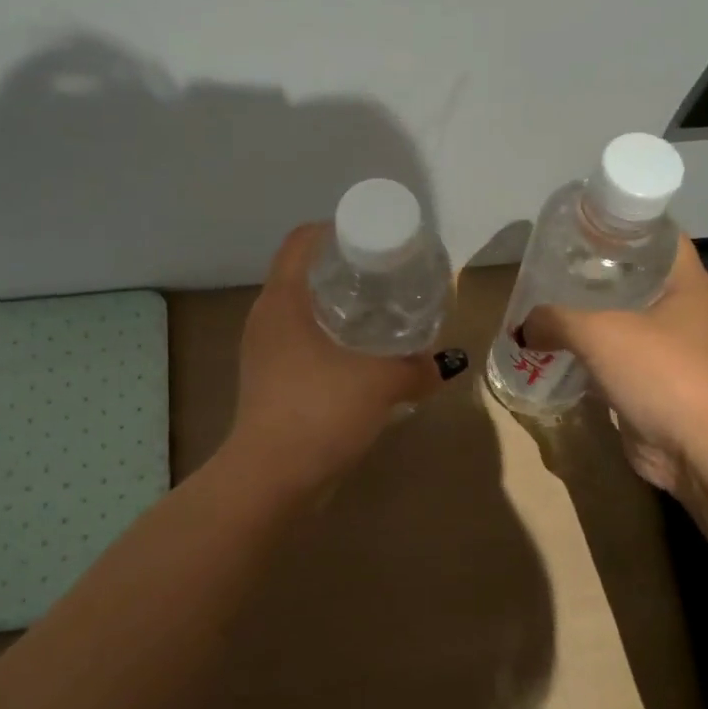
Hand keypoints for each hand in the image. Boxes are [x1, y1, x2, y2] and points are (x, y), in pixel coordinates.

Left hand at [225, 223, 441, 491]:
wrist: (271, 478)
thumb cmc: (319, 412)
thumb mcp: (379, 383)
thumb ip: (416, 369)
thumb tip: (444, 366)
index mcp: (282, 301)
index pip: (300, 242)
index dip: (333, 230)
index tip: (370, 237)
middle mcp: (266, 319)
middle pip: (302, 275)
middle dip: (342, 271)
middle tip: (384, 276)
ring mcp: (263, 353)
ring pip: (301, 314)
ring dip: (335, 310)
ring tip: (378, 315)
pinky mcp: (268, 383)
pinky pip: (300, 346)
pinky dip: (328, 343)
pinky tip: (360, 360)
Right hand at [522, 236, 707, 490]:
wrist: (699, 448)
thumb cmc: (660, 372)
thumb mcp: (598, 332)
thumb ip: (554, 320)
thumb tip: (523, 328)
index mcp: (686, 283)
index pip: (657, 236)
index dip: (621, 225)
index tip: (581, 225)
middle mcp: (683, 310)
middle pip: (635, 277)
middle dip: (594, 272)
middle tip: (551, 266)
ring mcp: (671, 349)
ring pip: (623, 320)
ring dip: (589, 316)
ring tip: (546, 305)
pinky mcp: (654, 383)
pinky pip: (616, 358)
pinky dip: (589, 355)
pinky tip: (556, 351)